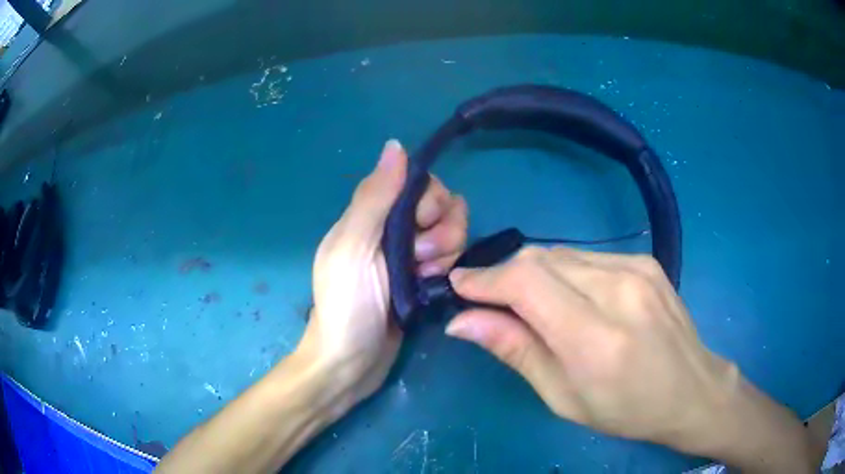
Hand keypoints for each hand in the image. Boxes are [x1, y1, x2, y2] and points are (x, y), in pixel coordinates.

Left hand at [297, 139, 467, 408]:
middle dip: (442, 229)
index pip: (418, 183)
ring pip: (451, 232)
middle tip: (420, 258)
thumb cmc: (346, 305)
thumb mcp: (353, 248)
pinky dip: (448, 269)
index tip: (420, 225)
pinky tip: (432, 287)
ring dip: (446, 251)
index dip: (429, 199)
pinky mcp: (424, 280)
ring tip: (424, 276)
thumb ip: (374, 198)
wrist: (350, 364)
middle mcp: (393, 230)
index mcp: (371, 216)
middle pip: (441, 206)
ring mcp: (410, 256)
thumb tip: (395, 145)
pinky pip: (451, 259)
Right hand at [445, 247, 813, 470]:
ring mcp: (636, 268)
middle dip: (503, 274)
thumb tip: (462, 321)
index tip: (459, 287)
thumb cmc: (627, 409)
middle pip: (540, 259)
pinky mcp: (645, 261)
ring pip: (560, 253)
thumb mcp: (564, 398)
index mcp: (597, 337)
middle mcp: (618, 289)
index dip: (485, 280)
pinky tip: (565, 297)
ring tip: (523, 302)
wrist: (692, 389)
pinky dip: (561, 272)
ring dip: (531, 272)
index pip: (526, 284)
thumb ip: (516, 351)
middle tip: (485, 300)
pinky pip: (586, 257)